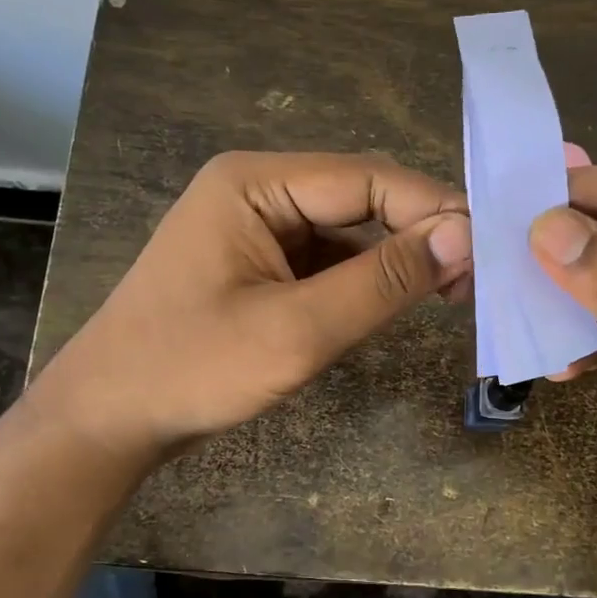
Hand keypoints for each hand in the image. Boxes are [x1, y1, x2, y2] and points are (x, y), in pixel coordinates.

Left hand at [38, 151, 470, 466]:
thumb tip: (464, 235)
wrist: (108, 419)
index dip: (432, 209)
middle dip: (419, 233)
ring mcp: (256, 227)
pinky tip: (398, 300)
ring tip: (452, 292)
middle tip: (476, 279)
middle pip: (360, 198)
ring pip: (348, 230)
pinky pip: (327, 259)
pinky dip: (365, 278)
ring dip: (397, 258)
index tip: (488, 251)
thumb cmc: (192, 369)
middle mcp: (256, 190)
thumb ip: (382, 281)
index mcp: (254, 184)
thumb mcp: (296, 330)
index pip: (367, 178)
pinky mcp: (259, 263)